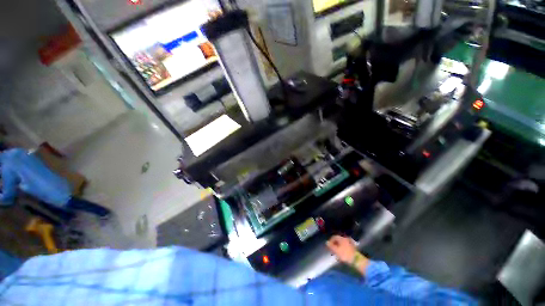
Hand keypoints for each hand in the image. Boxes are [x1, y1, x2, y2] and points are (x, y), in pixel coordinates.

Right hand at [326, 235, 357, 263]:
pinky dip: (343, 249)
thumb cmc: (345, 254)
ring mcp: (350, 242)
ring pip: (342, 243)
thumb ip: (331, 246)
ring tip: (337, 253)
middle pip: (338, 240)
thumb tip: (327, 242)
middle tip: (333, 250)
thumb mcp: (336, 250)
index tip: (329, 247)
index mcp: (341, 238)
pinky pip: (346, 246)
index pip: (333, 237)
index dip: (330, 241)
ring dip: (339, 247)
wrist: (357, 260)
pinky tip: (342, 254)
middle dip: (334, 245)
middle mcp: (345, 238)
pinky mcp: (353, 247)